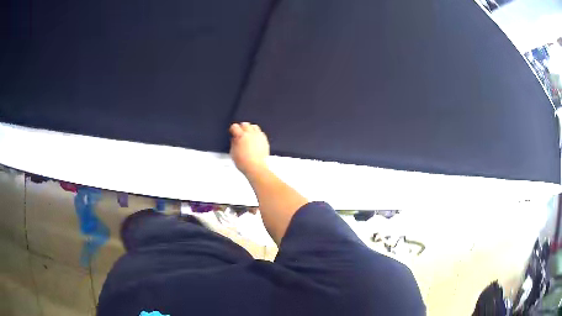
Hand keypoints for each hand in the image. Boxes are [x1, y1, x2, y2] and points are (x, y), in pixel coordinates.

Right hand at [229, 122, 269, 175]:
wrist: (256, 168)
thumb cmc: (244, 162)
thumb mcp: (233, 153)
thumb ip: (233, 143)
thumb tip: (234, 139)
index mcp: (241, 136)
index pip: (235, 126)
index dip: (233, 129)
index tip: (232, 131)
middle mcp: (250, 134)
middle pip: (245, 124)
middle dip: (241, 127)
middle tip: (240, 133)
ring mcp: (258, 136)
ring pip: (254, 126)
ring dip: (250, 129)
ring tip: (248, 135)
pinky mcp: (264, 140)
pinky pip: (261, 132)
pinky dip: (257, 134)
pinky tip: (255, 139)